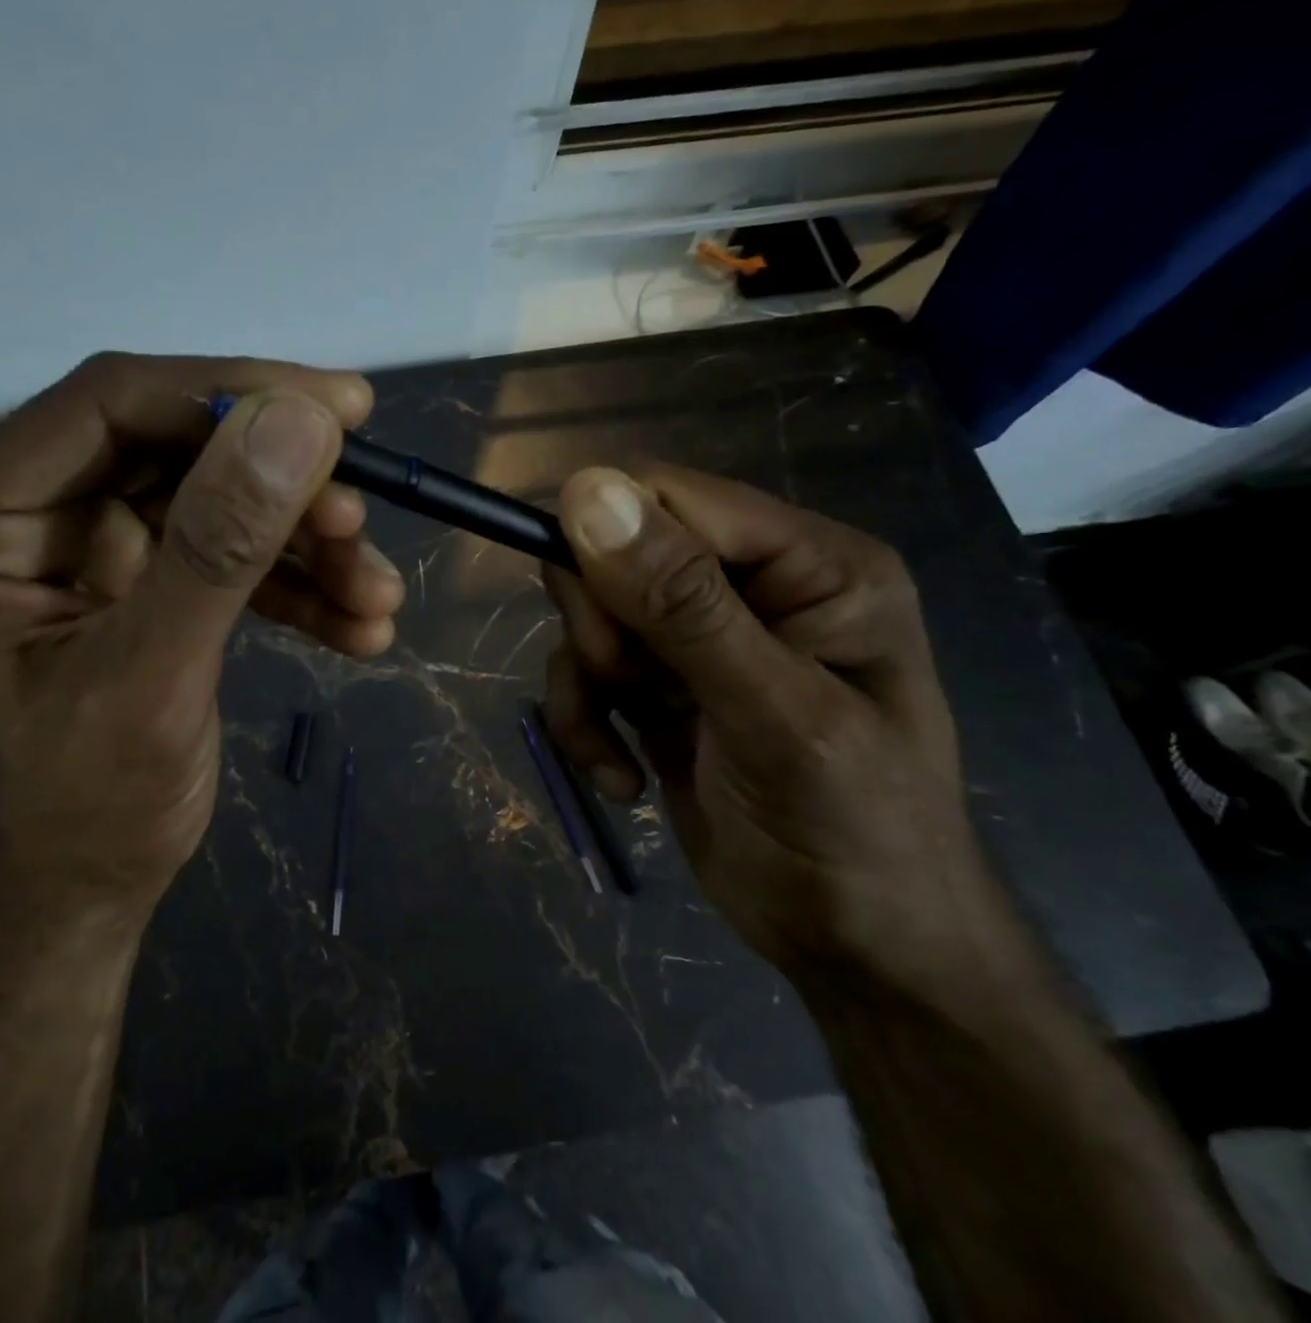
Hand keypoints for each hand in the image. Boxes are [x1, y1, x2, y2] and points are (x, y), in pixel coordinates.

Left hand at [0, 353, 405, 916]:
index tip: (341, 408)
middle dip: (280, 483)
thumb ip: (220, 548)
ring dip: (305, 543)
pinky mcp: (143, 580)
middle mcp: (25, 514)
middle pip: (174, 447)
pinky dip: (297, 583)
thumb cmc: (90, 807)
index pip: (107, 405)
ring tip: (377, 593)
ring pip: (217, 500)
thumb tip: (300, 421)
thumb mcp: (153, 679)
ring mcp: (88, 546)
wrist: (89, 888)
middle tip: (362, 510)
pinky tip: (360, 626)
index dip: (227, 392)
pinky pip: (229, 554)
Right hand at [542, 465, 1036, 996]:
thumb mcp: (774, 716)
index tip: (593, 624)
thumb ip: (683, 604)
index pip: (669, 496)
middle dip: (601, 627)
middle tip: (627, 685)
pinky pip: (584, 675)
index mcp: (807, 563)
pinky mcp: (658, 688)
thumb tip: (585, 492)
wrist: (858, 949)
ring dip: (586, 686)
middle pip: (614, 552)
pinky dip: (583, 724)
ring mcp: (698, 640)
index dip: (606, 538)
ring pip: (587, 618)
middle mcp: (749, 586)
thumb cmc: (853, 830)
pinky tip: (619, 778)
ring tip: (620, 749)